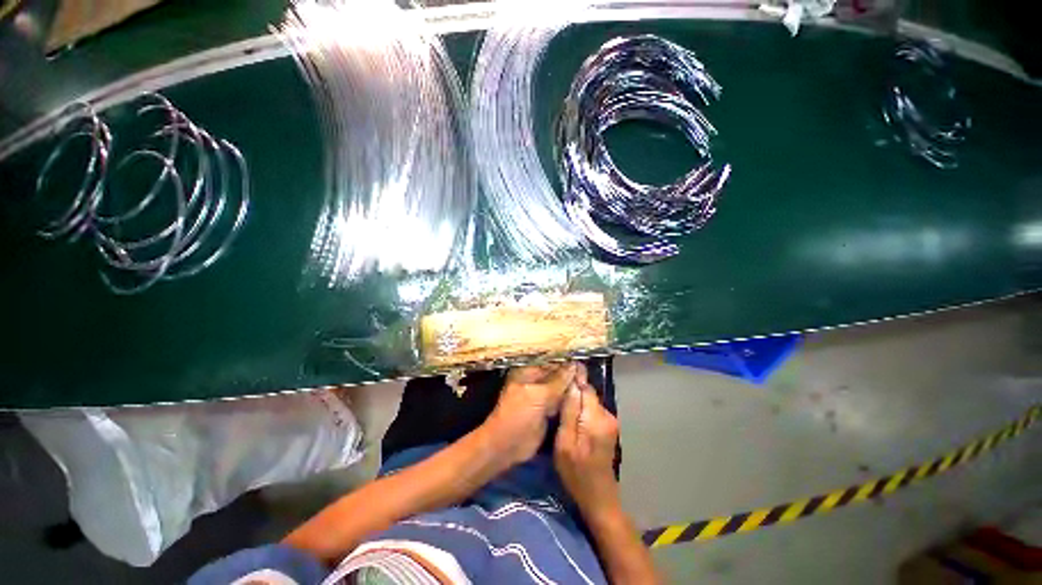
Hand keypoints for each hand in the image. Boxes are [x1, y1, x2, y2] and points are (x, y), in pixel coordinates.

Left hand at [484, 363, 578, 465]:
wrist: (508, 445)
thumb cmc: (519, 415)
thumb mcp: (539, 395)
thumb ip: (558, 380)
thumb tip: (574, 365)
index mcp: (528, 372)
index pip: (550, 362)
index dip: (565, 363)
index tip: (582, 364)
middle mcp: (535, 381)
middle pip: (556, 375)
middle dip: (570, 375)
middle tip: (586, 377)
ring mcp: (540, 396)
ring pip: (559, 388)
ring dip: (571, 388)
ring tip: (587, 386)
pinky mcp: (546, 411)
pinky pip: (560, 402)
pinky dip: (569, 401)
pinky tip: (582, 399)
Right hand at [554, 367, 620, 513]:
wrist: (598, 497)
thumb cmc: (576, 473)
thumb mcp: (564, 443)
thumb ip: (568, 412)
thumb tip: (571, 384)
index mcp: (596, 419)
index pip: (585, 387)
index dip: (573, 378)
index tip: (559, 369)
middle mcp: (607, 415)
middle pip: (587, 392)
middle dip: (573, 390)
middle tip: (555, 392)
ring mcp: (611, 421)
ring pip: (589, 400)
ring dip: (576, 400)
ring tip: (560, 403)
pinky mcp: (609, 426)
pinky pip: (592, 409)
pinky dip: (582, 409)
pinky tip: (571, 416)